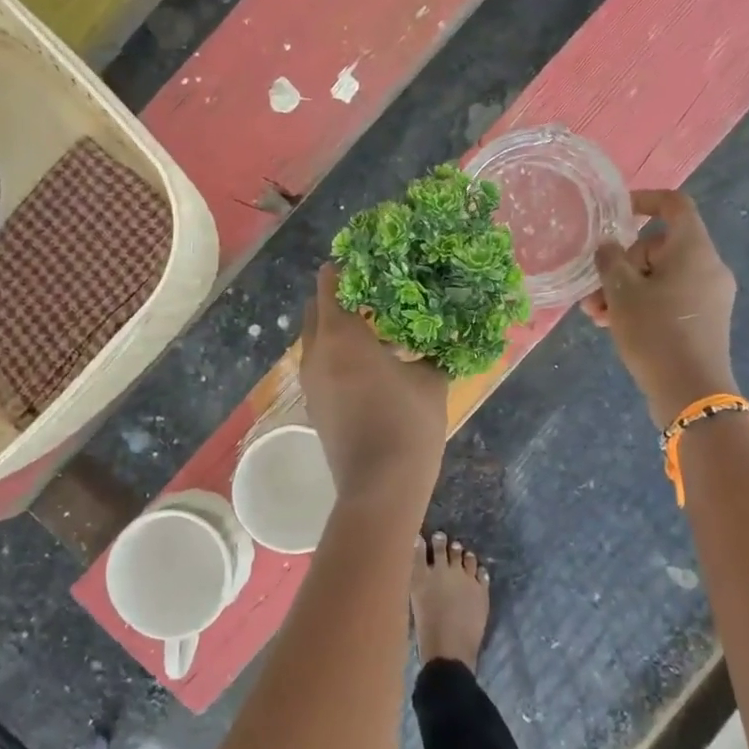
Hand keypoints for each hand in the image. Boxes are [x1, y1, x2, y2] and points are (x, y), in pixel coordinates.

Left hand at [300, 263, 448, 501]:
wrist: (379, 487)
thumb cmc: (407, 424)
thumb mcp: (430, 380)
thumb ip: (430, 350)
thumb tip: (438, 334)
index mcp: (341, 335)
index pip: (329, 284)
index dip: (346, 268)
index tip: (369, 261)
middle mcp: (316, 352)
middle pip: (316, 309)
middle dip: (339, 296)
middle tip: (374, 293)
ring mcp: (310, 380)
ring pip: (317, 338)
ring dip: (338, 326)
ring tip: (377, 327)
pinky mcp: (313, 403)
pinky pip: (320, 362)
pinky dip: (336, 352)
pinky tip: (370, 362)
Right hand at [580, 190, 738, 424]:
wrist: (691, 391)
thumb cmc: (654, 332)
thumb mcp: (621, 293)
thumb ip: (609, 260)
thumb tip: (609, 246)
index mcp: (693, 250)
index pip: (674, 205)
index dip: (645, 200)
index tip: (616, 213)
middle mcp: (708, 266)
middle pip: (659, 247)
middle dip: (621, 265)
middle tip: (593, 290)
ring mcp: (709, 295)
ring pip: (660, 277)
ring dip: (625, 289)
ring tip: (596, 314)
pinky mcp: (704, 319)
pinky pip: (669, 297)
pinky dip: (642, 304)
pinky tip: (613, 324)